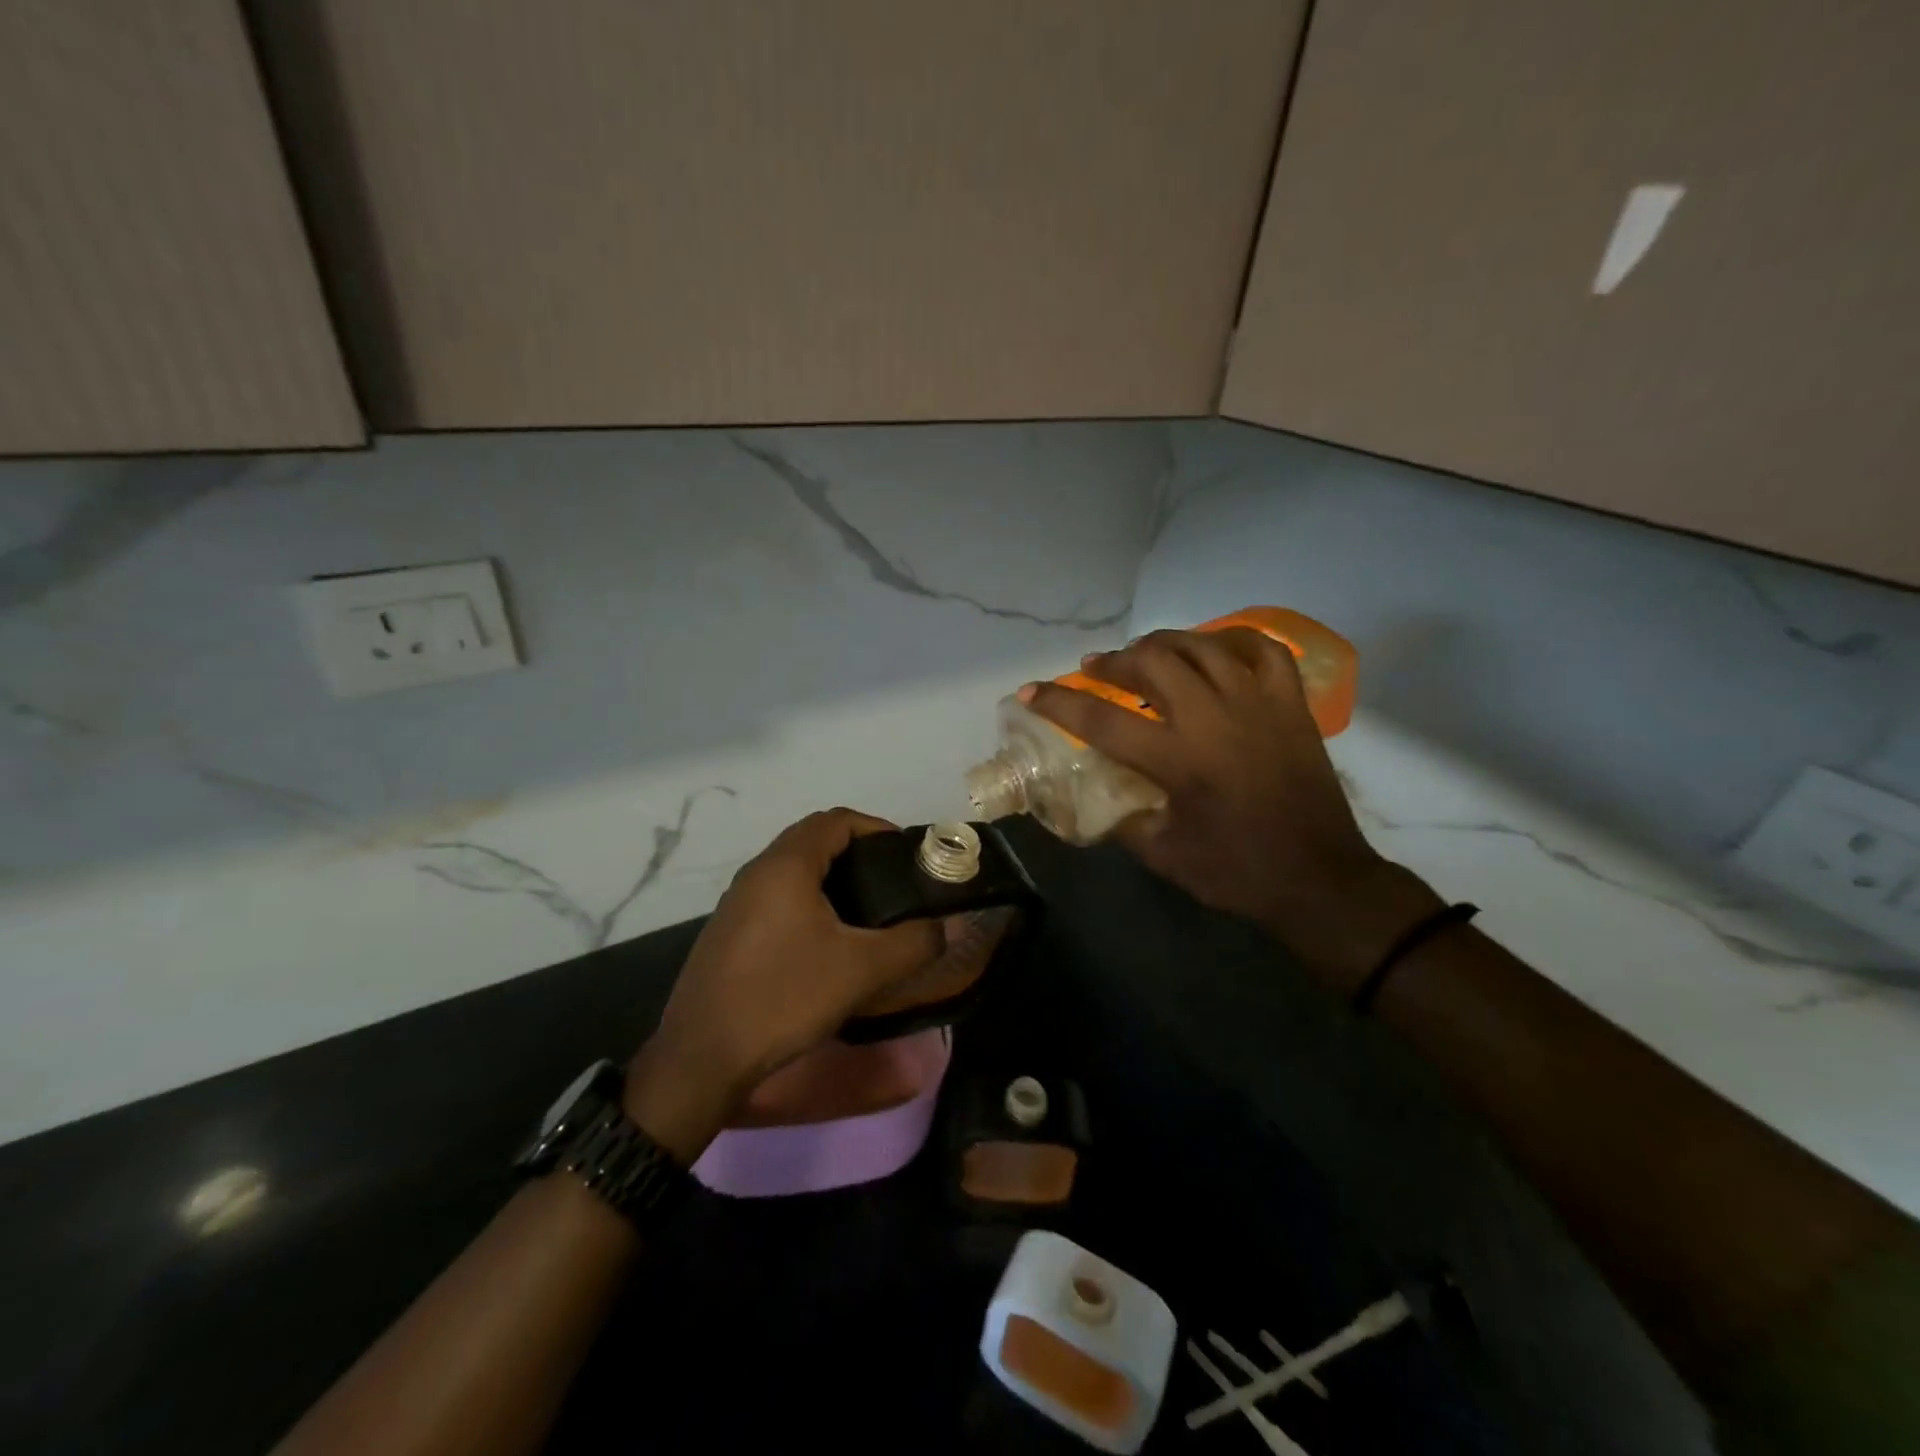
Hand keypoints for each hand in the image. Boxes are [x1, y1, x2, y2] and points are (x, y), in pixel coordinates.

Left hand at [625, 809, 941, 1160]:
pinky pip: (776, 897)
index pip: (837, 820)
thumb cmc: (784, 997)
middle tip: (891, 883)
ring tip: (865, 913)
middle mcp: (757, 872)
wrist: (701, 1057)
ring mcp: (736, 902)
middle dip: (857, 852)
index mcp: (786, 865)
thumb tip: (946, 927)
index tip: (906, 855)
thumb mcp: (861, 971)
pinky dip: (807, 902)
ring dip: (831, 878)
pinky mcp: (728, 932)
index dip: (876, 828)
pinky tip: (824, 943)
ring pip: (793, 870)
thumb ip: (913, 944)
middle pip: (814, 840)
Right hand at [1025, 629, 1440, 990]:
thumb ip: (1123, 817)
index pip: (1100, 718)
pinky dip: (1232, 639)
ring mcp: (1257, 703)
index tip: (1031, 691)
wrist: (1319, 880)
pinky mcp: (1290, 705)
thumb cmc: (1236, 872)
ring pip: (1201, 646)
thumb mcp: (1162, 854)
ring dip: (1163, 642)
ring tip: (1144, 652)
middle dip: (1114, 660)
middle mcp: (1213, 718)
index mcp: (1177, 759)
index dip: (1058, 702)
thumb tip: (1100, 793)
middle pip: (1152, 662)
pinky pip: (1262, 650)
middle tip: (1096, 669)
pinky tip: (1212, 647)